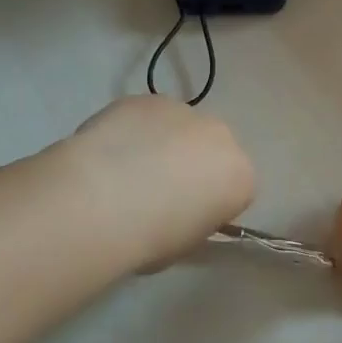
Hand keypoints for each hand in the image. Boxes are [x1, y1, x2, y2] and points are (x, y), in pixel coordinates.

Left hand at [67, 96, 255, 268]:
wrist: (101, 201)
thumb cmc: (151, 237)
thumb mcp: (186, 243)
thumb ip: (195, 219)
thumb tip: (182, 212)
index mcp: (240, 176)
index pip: (234, 189)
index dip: (208, 203)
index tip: (183, 218)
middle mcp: (220, 135)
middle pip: (210, 149)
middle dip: (190, 165)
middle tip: (155, 192)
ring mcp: (183, 111)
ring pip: (178, 128)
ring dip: (161, 144)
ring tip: (125, 172)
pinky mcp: (146, 98)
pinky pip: (145, 117)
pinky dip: (133, 131)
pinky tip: (107, 153)